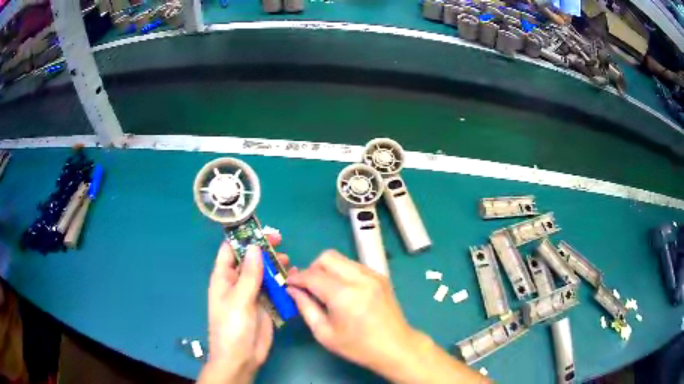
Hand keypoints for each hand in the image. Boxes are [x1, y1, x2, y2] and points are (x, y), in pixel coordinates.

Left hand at [198, 233, 289, 383]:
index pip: (229, 251)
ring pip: (262, 273)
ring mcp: (251, 294)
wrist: (241, 358)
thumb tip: (255, 247)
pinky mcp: (264, 305)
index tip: (260, 229)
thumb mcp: (239, 300)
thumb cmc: (232, 328)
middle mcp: (236, 283)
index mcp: (223, 278)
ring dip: (274, 265)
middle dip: (262, 249)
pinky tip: (292, 278)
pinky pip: (272, 288)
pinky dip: (281, 282)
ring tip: (288, 260)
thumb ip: (249, 274)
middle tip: (280, 241)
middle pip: (249, 260)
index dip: (242, 238)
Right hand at [287, 250, 485, 383]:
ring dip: (327, 269)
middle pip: (327, 257)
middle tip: (308, 287)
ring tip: (325, 290)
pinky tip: (343, 291)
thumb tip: (292, 290)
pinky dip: (342, 272)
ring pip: (341, 259)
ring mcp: (373, 275)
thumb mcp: (325, 333)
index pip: (312, 275)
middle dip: (312, 268)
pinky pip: (354, 265)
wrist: (396, 347)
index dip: (296, 277)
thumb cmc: (358, 347)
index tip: (288, 283)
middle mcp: (360, 278)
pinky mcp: (380, 277)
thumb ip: (306, 308)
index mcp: (344, 295)